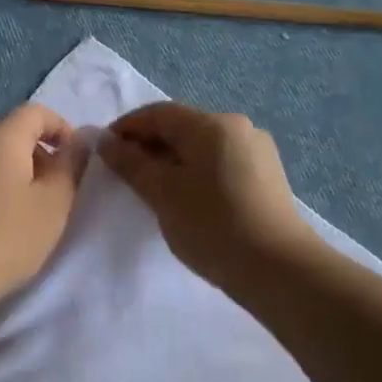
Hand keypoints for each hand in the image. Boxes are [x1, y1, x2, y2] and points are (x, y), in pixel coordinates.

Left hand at [0, 103, 88, 312]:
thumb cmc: (3, 240)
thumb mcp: (53, 206)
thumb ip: (71, 166)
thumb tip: (81, 140)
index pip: (36, 112)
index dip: (62, 129)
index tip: (74, 162)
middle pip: (10, 133)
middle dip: (36, 155)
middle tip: (52, 194)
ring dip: (11, 173)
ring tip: (22, 212)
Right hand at [100, 103, 318, 288]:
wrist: (277, 268)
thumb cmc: (211, 224)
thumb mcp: (162, 193)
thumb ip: (131, 163)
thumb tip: (107, 142)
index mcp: (212, 124)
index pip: (159, 113)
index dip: (126, 127)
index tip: (104, 151)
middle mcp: (238, 127)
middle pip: (182, 127)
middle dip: (148, 145)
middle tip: (124, 174)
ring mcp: (257, 152)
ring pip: (201, 147)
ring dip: (172, 160)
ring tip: (152, 189)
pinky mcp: (266, 177)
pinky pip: (219, 163)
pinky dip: (195, 172)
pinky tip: (186, 198)